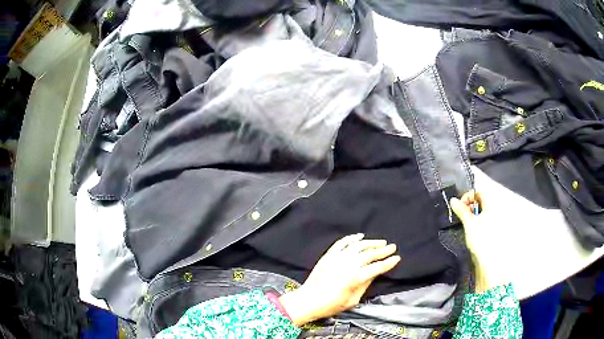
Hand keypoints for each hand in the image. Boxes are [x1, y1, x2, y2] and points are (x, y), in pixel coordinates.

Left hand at [278, 234, 400, 325]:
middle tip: (393, 247)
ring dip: (371, 242)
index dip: (389, 262)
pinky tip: (360, 236)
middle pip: (370, 254)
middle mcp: (348, 264)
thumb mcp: (353, 300)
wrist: (308, 300)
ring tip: (381, 242)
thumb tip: (373, 273)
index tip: (397, 258)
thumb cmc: (331, 305)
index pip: (377, 267)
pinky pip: (342, 243)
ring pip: (358, 245)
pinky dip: (352, 238)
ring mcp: (337, 258)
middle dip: (383, 250)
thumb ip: (365, 285)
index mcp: (356, 277)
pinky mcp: (329, 255)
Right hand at [450, 190, 510, 292]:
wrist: (491, 260)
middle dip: (470, 205)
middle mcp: (497, 209)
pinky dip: (478, 220)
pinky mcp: (496, 229)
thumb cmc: (481, 238)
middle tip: (462, 214)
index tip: (460, 206)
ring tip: (466, 223)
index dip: (469, 195)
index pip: (480, 191)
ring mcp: (497, 219)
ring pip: (484, 210)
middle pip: (482, 200)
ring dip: (474, 213)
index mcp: (492, 204)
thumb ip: (461, 210)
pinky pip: (486, 218)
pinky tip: (473, 230)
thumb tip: (453, 200)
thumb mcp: (469, 223)